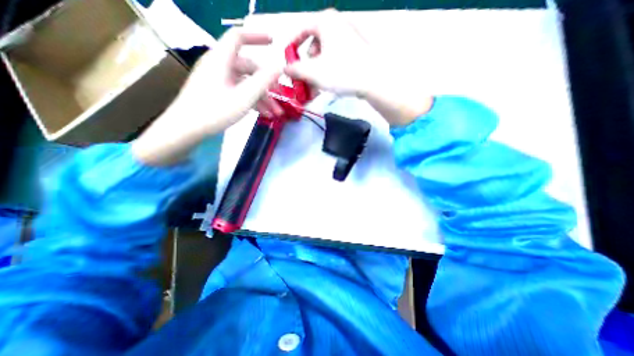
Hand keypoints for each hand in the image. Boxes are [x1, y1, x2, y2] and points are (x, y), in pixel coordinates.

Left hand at [131, 27, 283, 165]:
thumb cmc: (215, 111)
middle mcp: (219, 66)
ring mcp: (218, 80)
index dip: (256, 37)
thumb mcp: (244, 97)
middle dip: (267, 83)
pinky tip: (263, 114)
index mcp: (221, 60)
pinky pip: (239, 92)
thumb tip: (279, 66)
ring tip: (275, 113)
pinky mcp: (217, 92)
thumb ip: (263, 80)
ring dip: (262, 97)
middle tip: (281, 97)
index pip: (239, 37)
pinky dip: (252, 101)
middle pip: (248, 67)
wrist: (186, 129)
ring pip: (245, 83)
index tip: (274, 43)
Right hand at [285, 9, 432, 125]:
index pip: (300, 29)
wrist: (374, 80)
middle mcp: (337, 26)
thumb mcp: (313, 72)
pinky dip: (328, 73)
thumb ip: (295, 69)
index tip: (287, 62)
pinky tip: (326, 87)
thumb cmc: (341, 71)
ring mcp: (348, 39)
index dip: (291, 47)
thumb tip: (285, 68)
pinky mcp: (355, 53)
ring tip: (313, 91)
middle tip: (302, 82)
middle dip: (306, 67)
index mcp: (325, 22)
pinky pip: (335, 61)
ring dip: (316, 74)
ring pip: (324, 56)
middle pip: (313, 45)